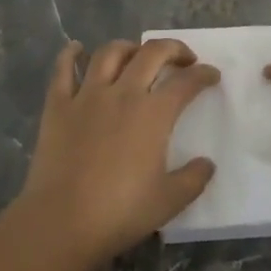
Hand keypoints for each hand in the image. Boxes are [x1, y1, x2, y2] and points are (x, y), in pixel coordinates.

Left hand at [17, 39, 220, 264]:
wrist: (62, 222)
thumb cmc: (119, 213)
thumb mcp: (168, 202)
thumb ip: (193, 179)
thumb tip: (207, 163)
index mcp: (153, 114)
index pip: (185, 82)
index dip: (203, 74)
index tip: (212, 75)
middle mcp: (122, 93)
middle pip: (150, 53)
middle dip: (172, 48)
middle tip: (182, 58)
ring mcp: (87, 95)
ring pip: (109, 53)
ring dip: (128, 47)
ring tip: (136, 55)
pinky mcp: (58, 105)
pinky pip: (63, 69)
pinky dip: (70, 54)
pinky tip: (76, 48)